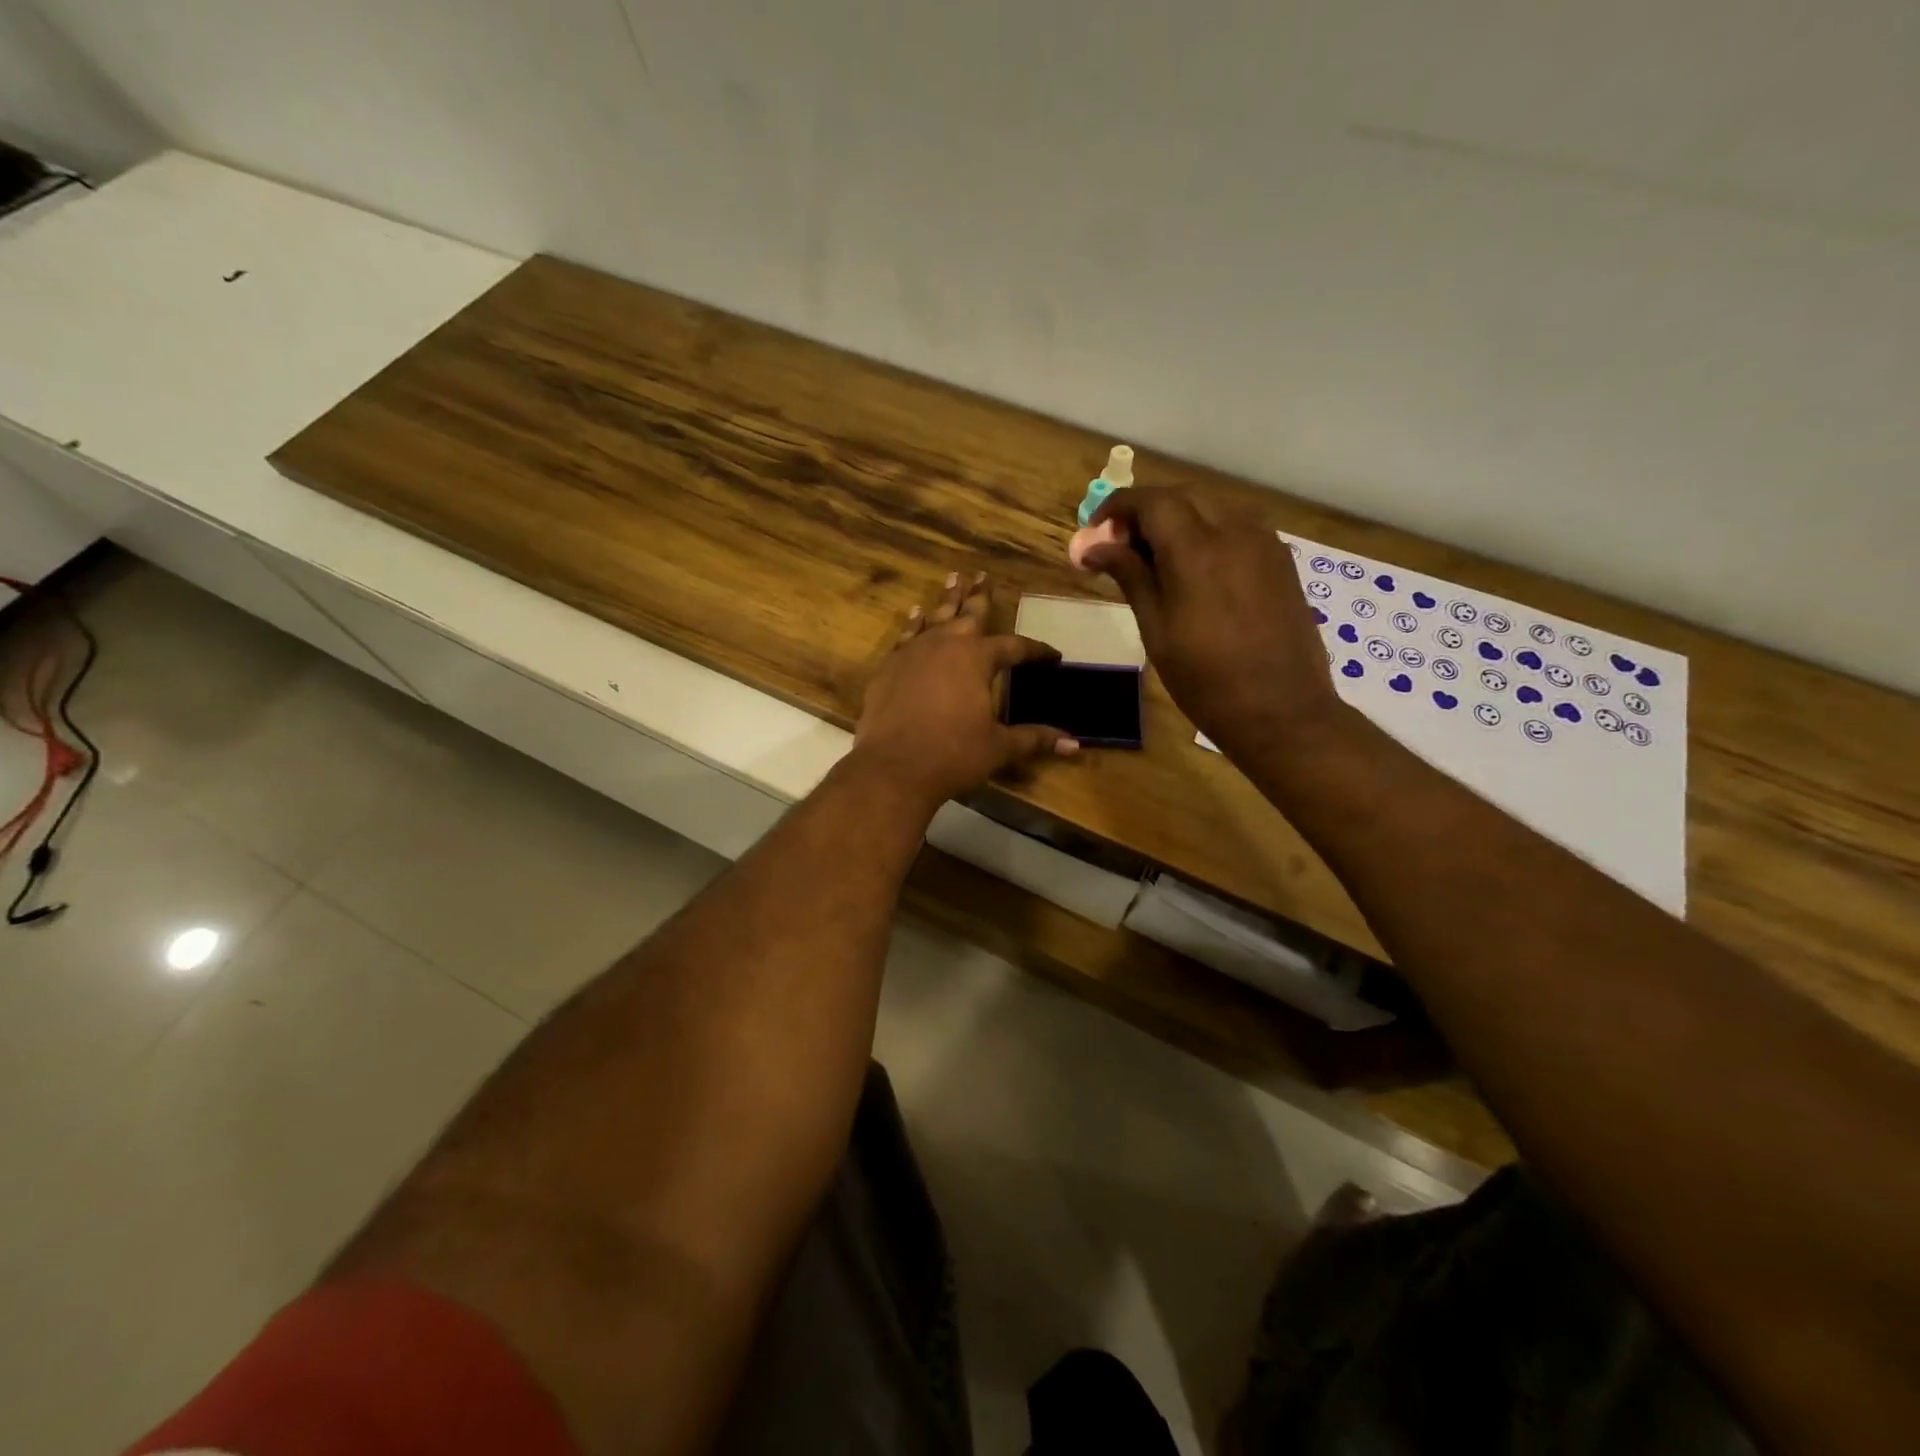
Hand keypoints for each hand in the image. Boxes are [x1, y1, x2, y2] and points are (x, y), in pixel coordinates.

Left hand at [852, 571, 1079, 807]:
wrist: (893, 767)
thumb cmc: (953, 755)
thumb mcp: (999, 747)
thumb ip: (1034, 739)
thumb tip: (1074, 744)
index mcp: (977, 658)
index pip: (1014, 647)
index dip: (1035, 651)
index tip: (1052, 656)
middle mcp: (945, 645)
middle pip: (969, 614)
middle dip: (980, 596)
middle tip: (983, 575)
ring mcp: (913, 653)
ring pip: (935, 617)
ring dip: (947, 599)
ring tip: (953, 579)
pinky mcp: (889, 667)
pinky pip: (906, 636)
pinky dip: (913, 624)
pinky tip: (915, 614)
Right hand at [1081, 488, 1342, 757]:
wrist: (1282, 711)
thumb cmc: (1206, 680)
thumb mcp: (1156, 630)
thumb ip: (1129, 575)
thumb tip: (1093, 544)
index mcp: (1196, 550)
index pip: (1150, 501)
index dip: (1116, 508)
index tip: (1094, 532)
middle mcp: (1234, 532)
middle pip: (1183, 495)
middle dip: (1146, 511)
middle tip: (1120, 547)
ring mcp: (1264, 542)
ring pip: (1213, 506)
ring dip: (1179, 518)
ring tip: (1156, 558)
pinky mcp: (1281, 559)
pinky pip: (1238, 526)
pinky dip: (1209, 531)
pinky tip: (1196, 568)